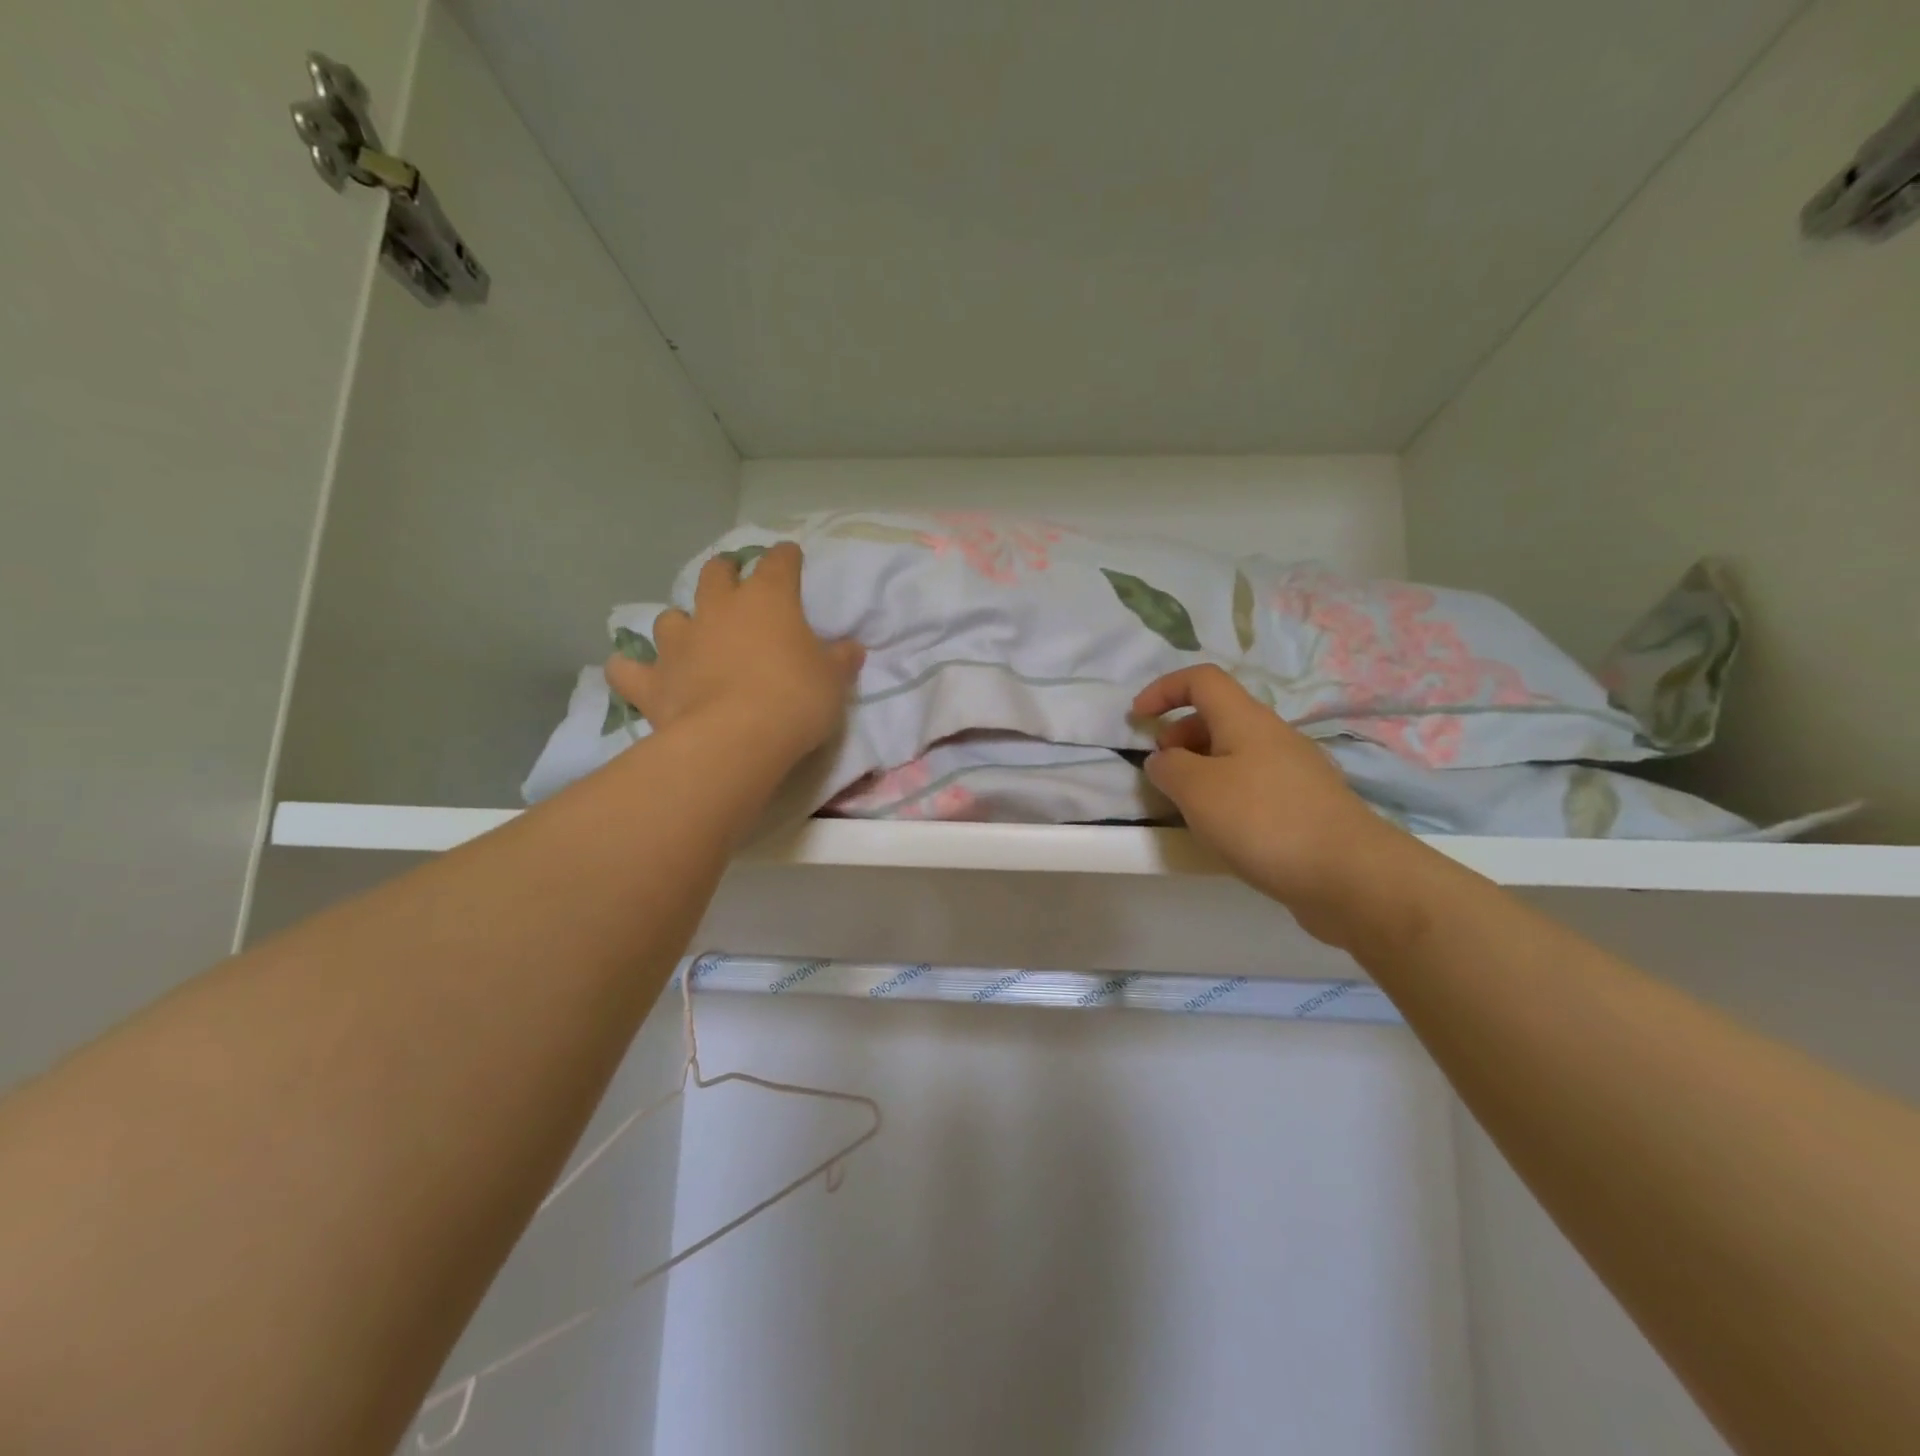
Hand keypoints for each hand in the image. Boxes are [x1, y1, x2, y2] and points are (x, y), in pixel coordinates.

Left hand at [606, 542, 863, 769]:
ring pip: (671, 617)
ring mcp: (680, 642)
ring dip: (682, 623)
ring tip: (690, 637)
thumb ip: (840, 660)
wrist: (737, 738)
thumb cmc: (795, 699)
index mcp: (768, 599)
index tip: (791, 558)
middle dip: (726, 573)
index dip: (786, 557)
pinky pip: (628, 669)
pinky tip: (637, 674)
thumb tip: (851, 648)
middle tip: (735, 585)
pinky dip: (632, 670)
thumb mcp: (833, 680)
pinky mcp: (652, 680)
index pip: (778, 562)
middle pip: (716, 573)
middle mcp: (719, 608)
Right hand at [1134, 666, 1415, 947]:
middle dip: (1180, 735)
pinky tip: (1224, 831)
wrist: (1349, 875)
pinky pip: (1254, 784)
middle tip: (1163, 772)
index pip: (1201, 680)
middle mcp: (1274, 735)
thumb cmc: (1264, 821)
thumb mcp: (1197, 790)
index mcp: (1246, 719)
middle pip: (1218, 717)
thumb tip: (1164, 760)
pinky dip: (1227, 794)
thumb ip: (1168, 768)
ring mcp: (1295, 771)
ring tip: (1187, 806)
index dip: (1164, 689)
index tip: (1137, 719)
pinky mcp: (1306, 805)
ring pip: (1236, 753)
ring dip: (1202, 768)